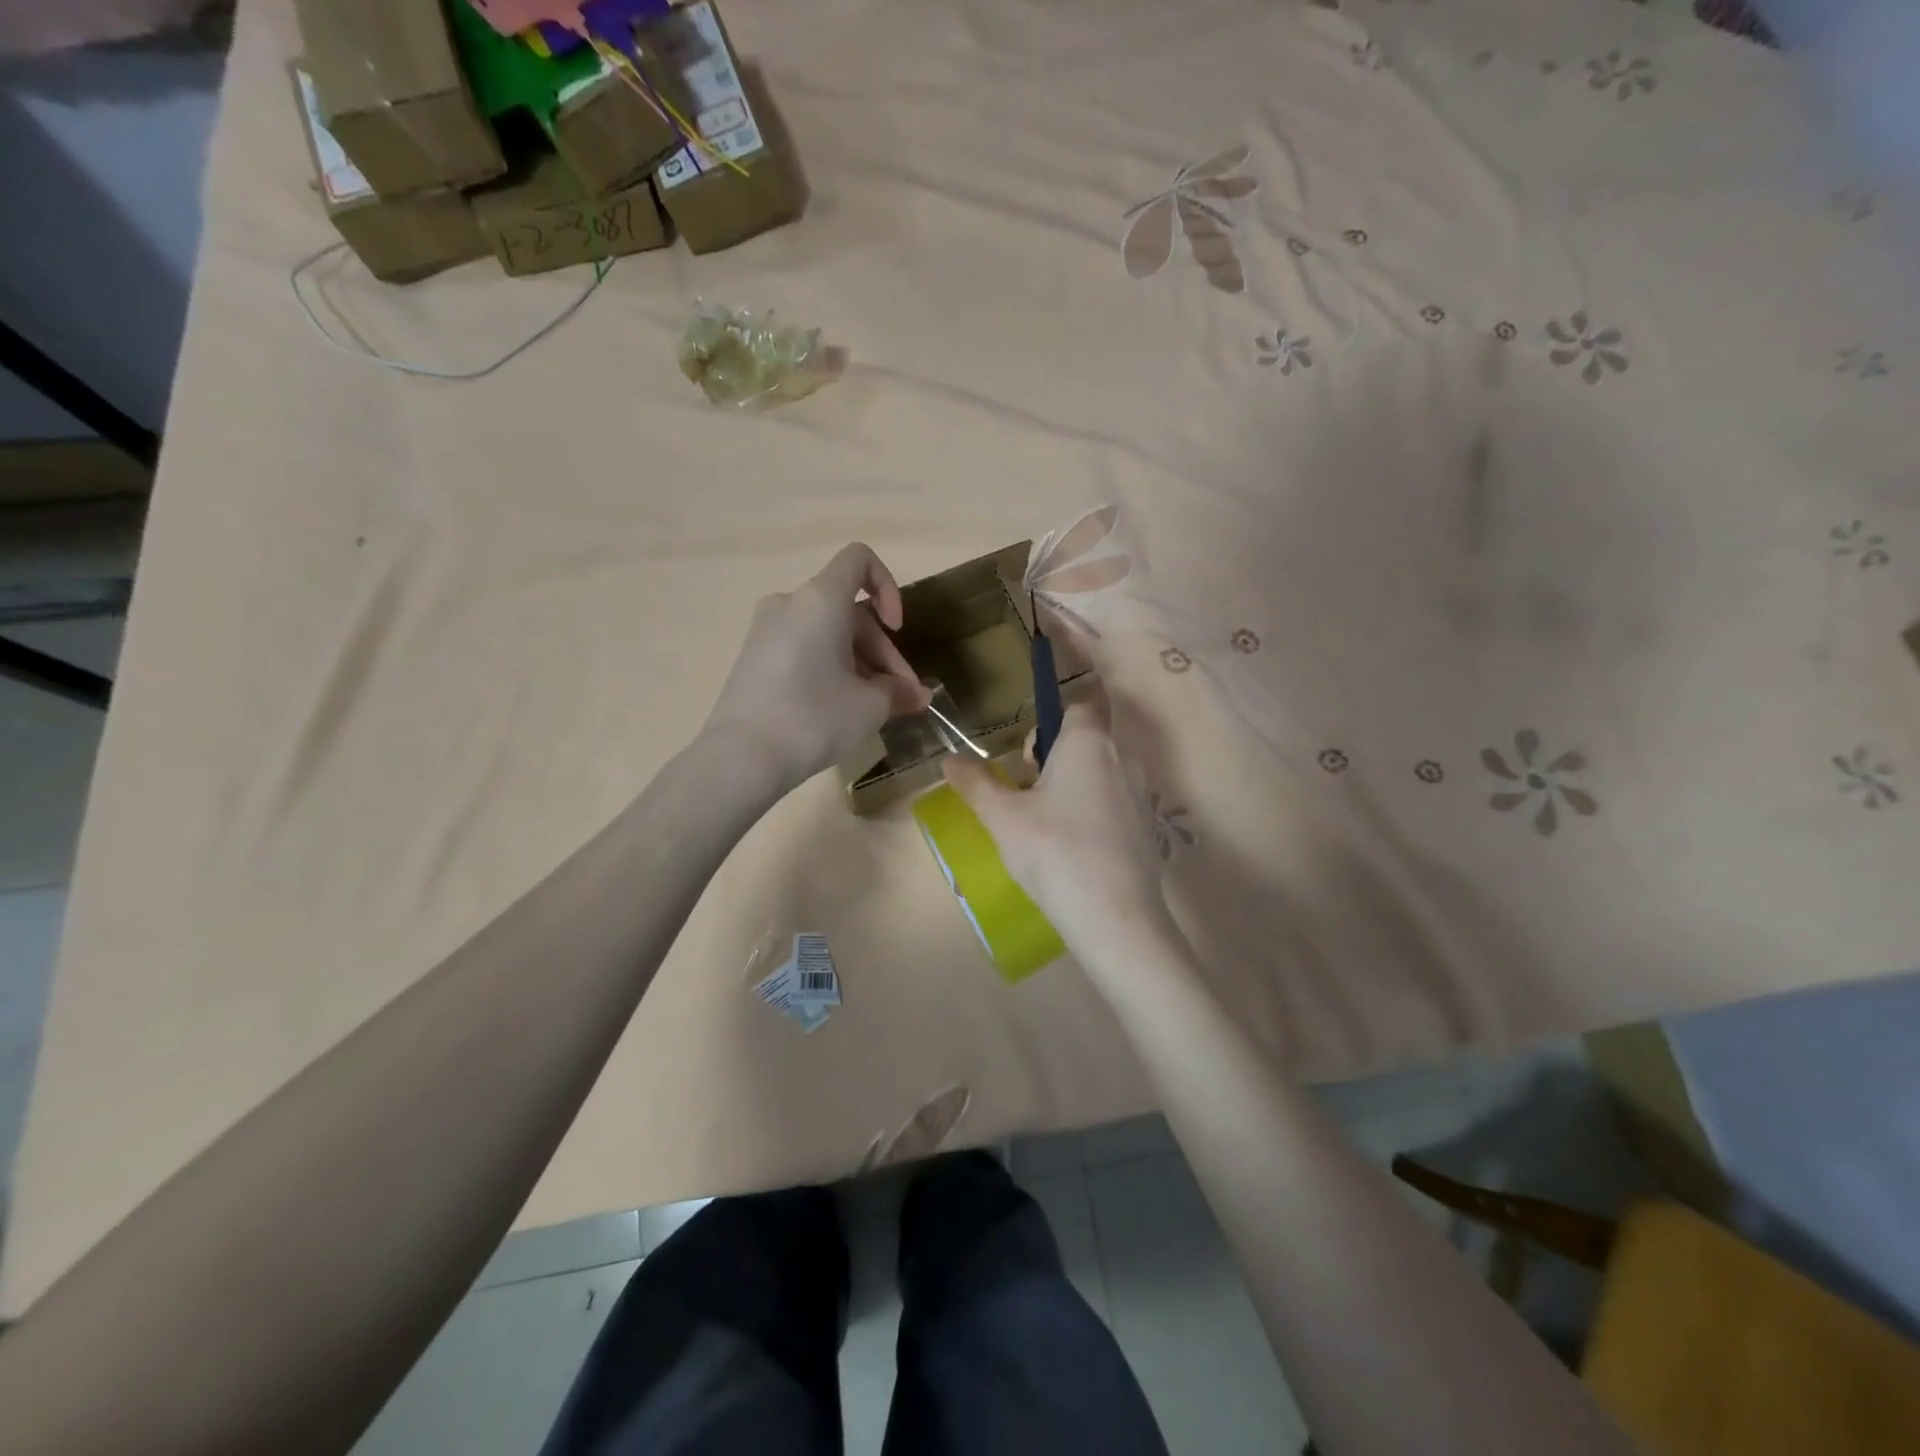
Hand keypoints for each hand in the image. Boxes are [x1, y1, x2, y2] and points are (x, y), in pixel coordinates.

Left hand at [705, 543, 930, 791]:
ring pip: (828, 634)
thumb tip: (917, 696)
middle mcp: (789, 604)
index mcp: (819, 600)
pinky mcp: (754, 659)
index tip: (896, 629)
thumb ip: (900, 692)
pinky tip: (841, 710)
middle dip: (882, 652)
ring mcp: (766, 631)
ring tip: (877, 710)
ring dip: (860, 664)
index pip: (859, 559)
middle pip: (849, 611)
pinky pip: (804, 650)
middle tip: (902, 697)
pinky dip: (830, 669)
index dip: (888, 586)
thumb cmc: (814, 718)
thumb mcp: (870, 706)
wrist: (741, 757)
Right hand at [941, 696, 1176, 966]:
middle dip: (1054, 755)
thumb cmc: (1055, 853)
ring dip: (1071, 785)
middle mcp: (1122, 757)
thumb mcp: (1003, 818)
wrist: (1116, 919)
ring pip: (1100, 772)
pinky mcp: (1147, 828)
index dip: (1054, 713)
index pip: (1081, 700)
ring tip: (1043, 824)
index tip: (1029, 747)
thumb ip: (976, 784)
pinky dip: (1090, 812)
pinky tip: (1070, 849)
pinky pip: (1113, 803)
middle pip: (1087, 738)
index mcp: (1089, 742)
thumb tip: (949, 759)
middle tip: (1026, 789)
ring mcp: (1140, 794)